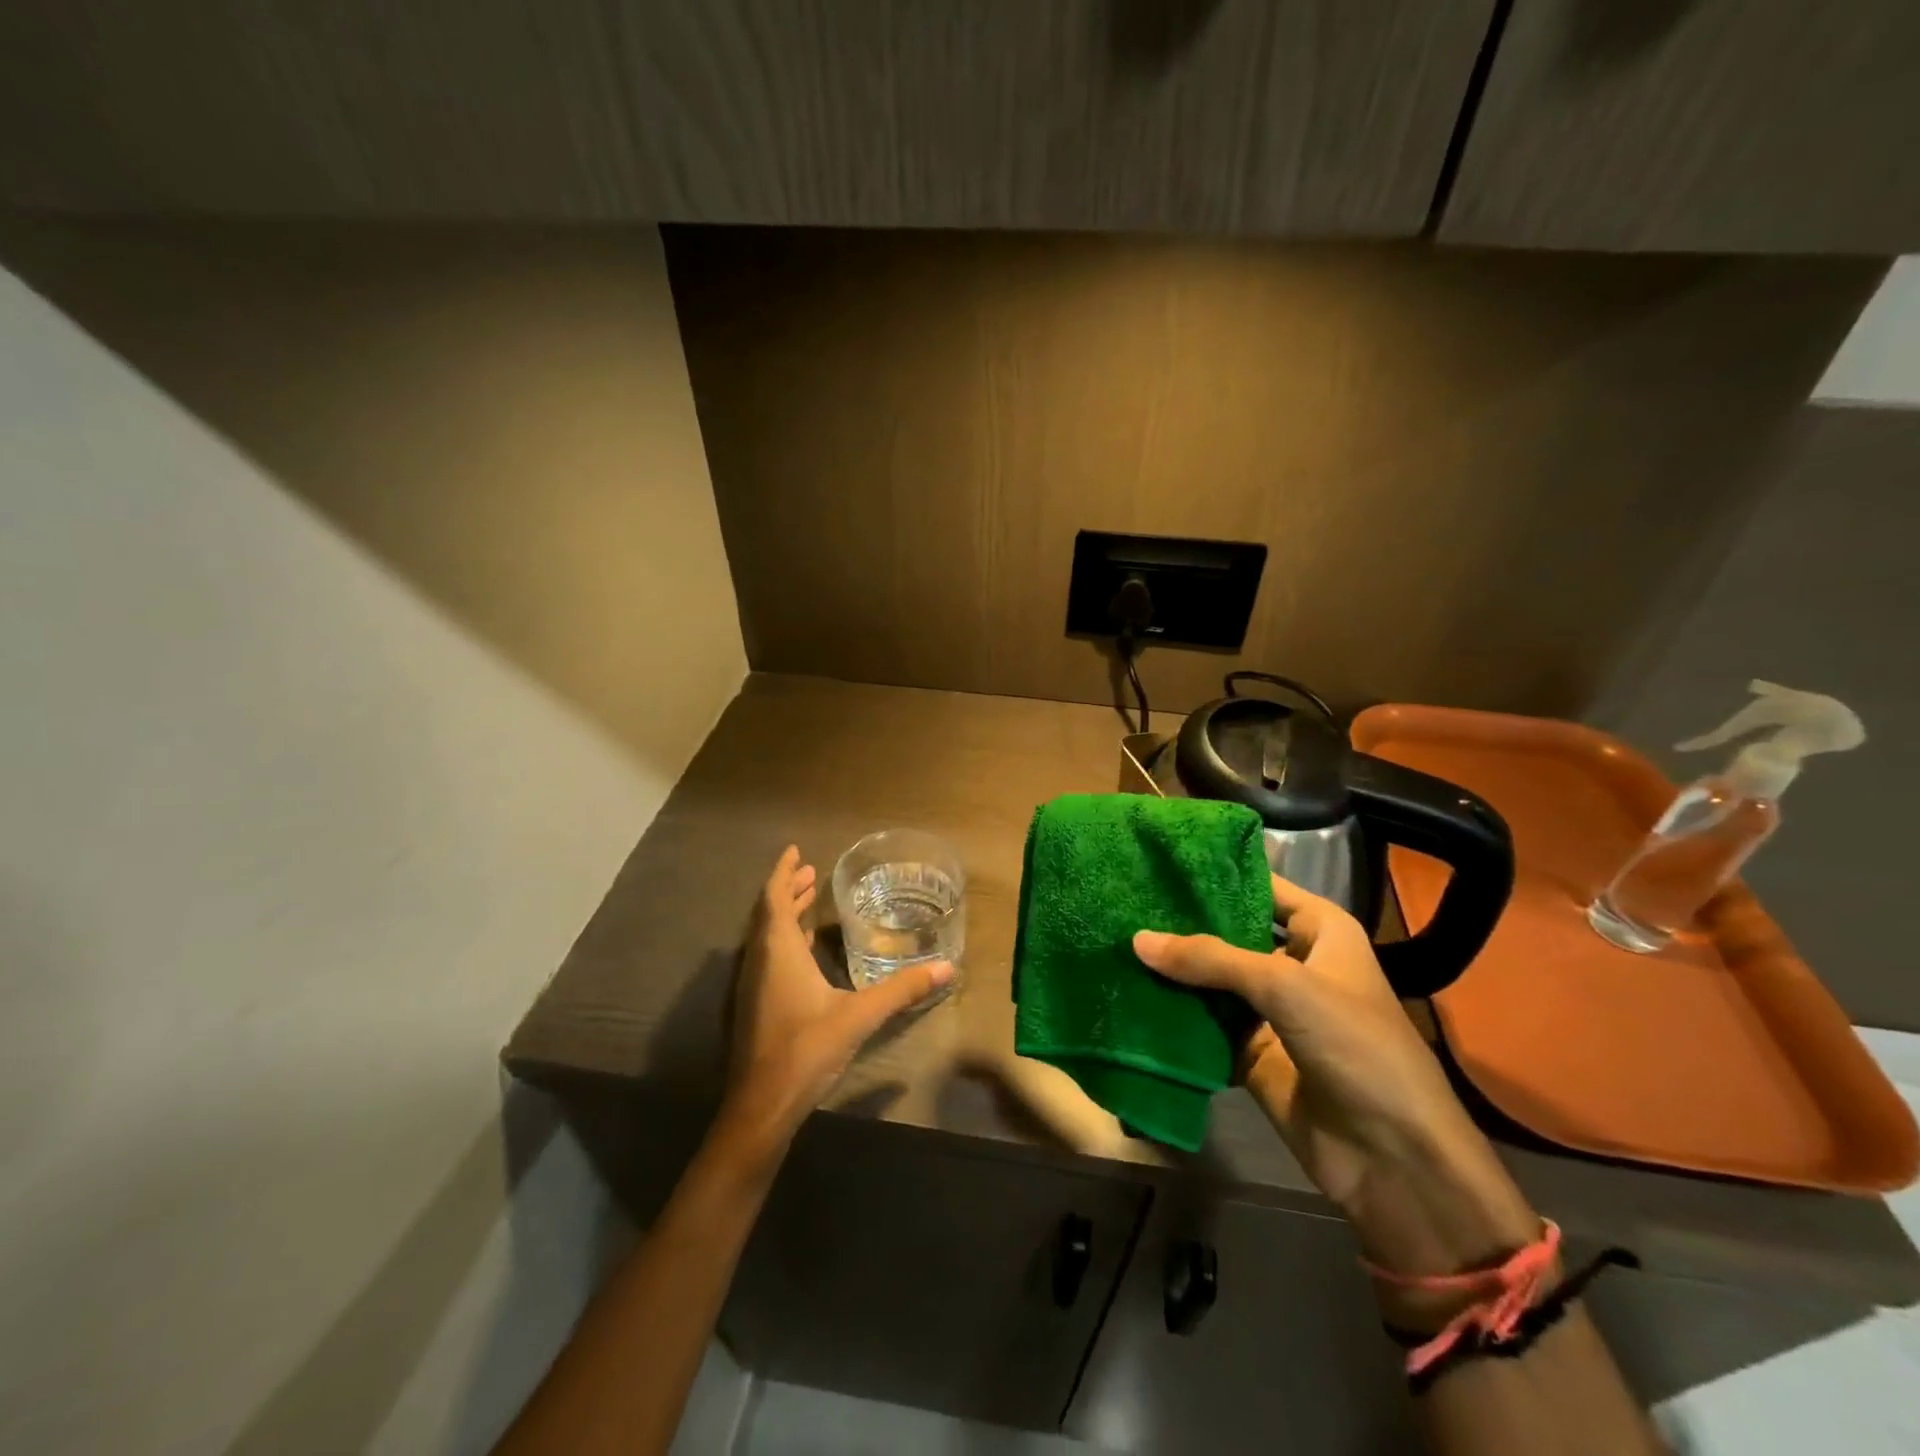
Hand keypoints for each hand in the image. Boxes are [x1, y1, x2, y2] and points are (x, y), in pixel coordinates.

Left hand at [722, 847, 951, 1150]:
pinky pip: (769, 957)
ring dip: (785, 914)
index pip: (774, 898)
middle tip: (810, 872)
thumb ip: (901, 990)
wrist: (762, 1106)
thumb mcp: (859, 1015)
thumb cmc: (806, 1049)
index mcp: (779, 952)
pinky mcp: (757, 1006)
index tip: (796, 851)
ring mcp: (754, 986)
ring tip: (808, 898)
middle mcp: (761, 961)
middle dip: (789, 889)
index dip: (783, 872)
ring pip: (767, 936)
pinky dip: (785, 939)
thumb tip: (945, 968)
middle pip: (769, 913)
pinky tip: (805, 949)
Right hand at [1134, 876, 1536, 1284]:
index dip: (1216, 872)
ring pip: (1211, 981)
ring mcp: (1271, 1011)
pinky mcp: (1251, 1053)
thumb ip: (1210, 959)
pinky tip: (1130, 995)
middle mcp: (1293, 963)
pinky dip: (1175, 1016)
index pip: (1261, 885)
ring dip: (1173, 971)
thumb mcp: (1285, 986)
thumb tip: (1137, 940)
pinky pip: (1206, 1025)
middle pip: (1228, 933)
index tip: (1159, 859)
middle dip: (1181, 923)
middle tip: (1123, 902)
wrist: (1394, 1159)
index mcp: (1320, 931)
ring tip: (1115, 942)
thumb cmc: (1355, 1046)